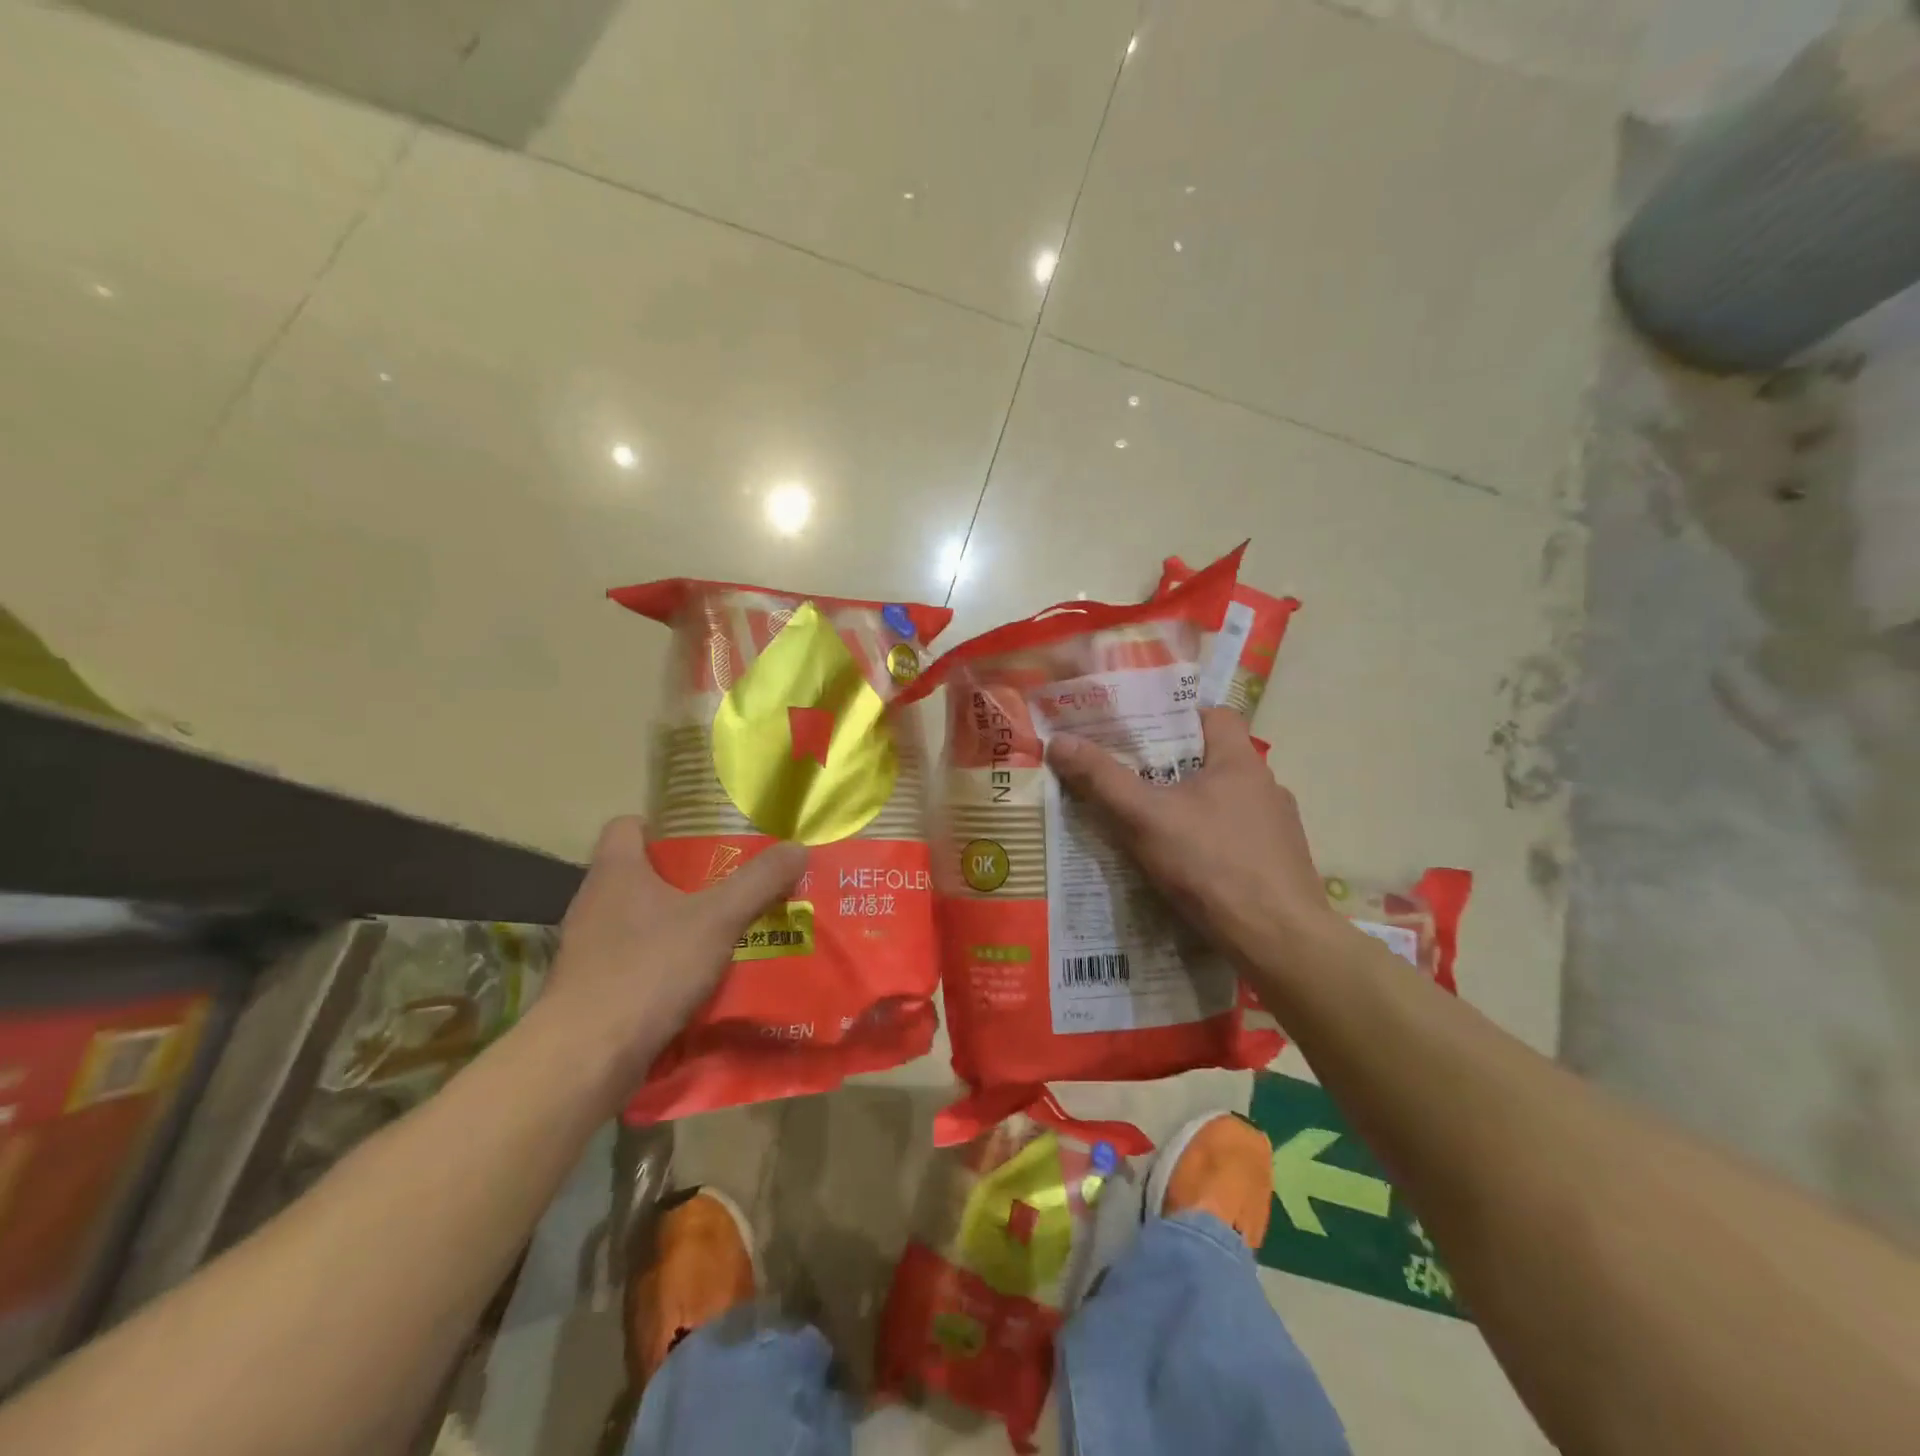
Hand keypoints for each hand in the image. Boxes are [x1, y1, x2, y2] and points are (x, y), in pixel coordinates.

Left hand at [544, 817, 805, 1093]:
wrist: (585, 1058)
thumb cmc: (648, 969)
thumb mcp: (718, 919)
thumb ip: (759, 882)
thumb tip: (798, 847)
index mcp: (615, 871)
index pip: (626, 826)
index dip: (662, 827)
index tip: (703, 840)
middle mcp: (594, 902)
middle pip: (639, 874)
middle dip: (684, 879)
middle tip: (730, 886)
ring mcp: (588, 949)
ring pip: (638, 920)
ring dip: (676, 924)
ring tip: (723, 933)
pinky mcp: (590, 989)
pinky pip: (633, 961)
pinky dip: (662, 964)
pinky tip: (697, 979)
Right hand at [1044, 708, 1340, 975]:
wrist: (1279, 941)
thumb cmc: (1211, 864)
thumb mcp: (1145, 818)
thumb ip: (1102, 779)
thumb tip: (1059, 741)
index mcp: (1240, 762)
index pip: (1215, 715)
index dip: (1179, 718)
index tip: (1143, 735)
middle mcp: (1266, 786)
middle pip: (1216, 760)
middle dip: (1175, 769)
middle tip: (1134, 781)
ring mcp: (1279, 828)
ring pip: (1227, 803)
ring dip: (1195, 809)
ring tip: (1156, 827)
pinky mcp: (1281, 864)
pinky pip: (1239, 839)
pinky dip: (1214, 843)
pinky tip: (1191, 868)